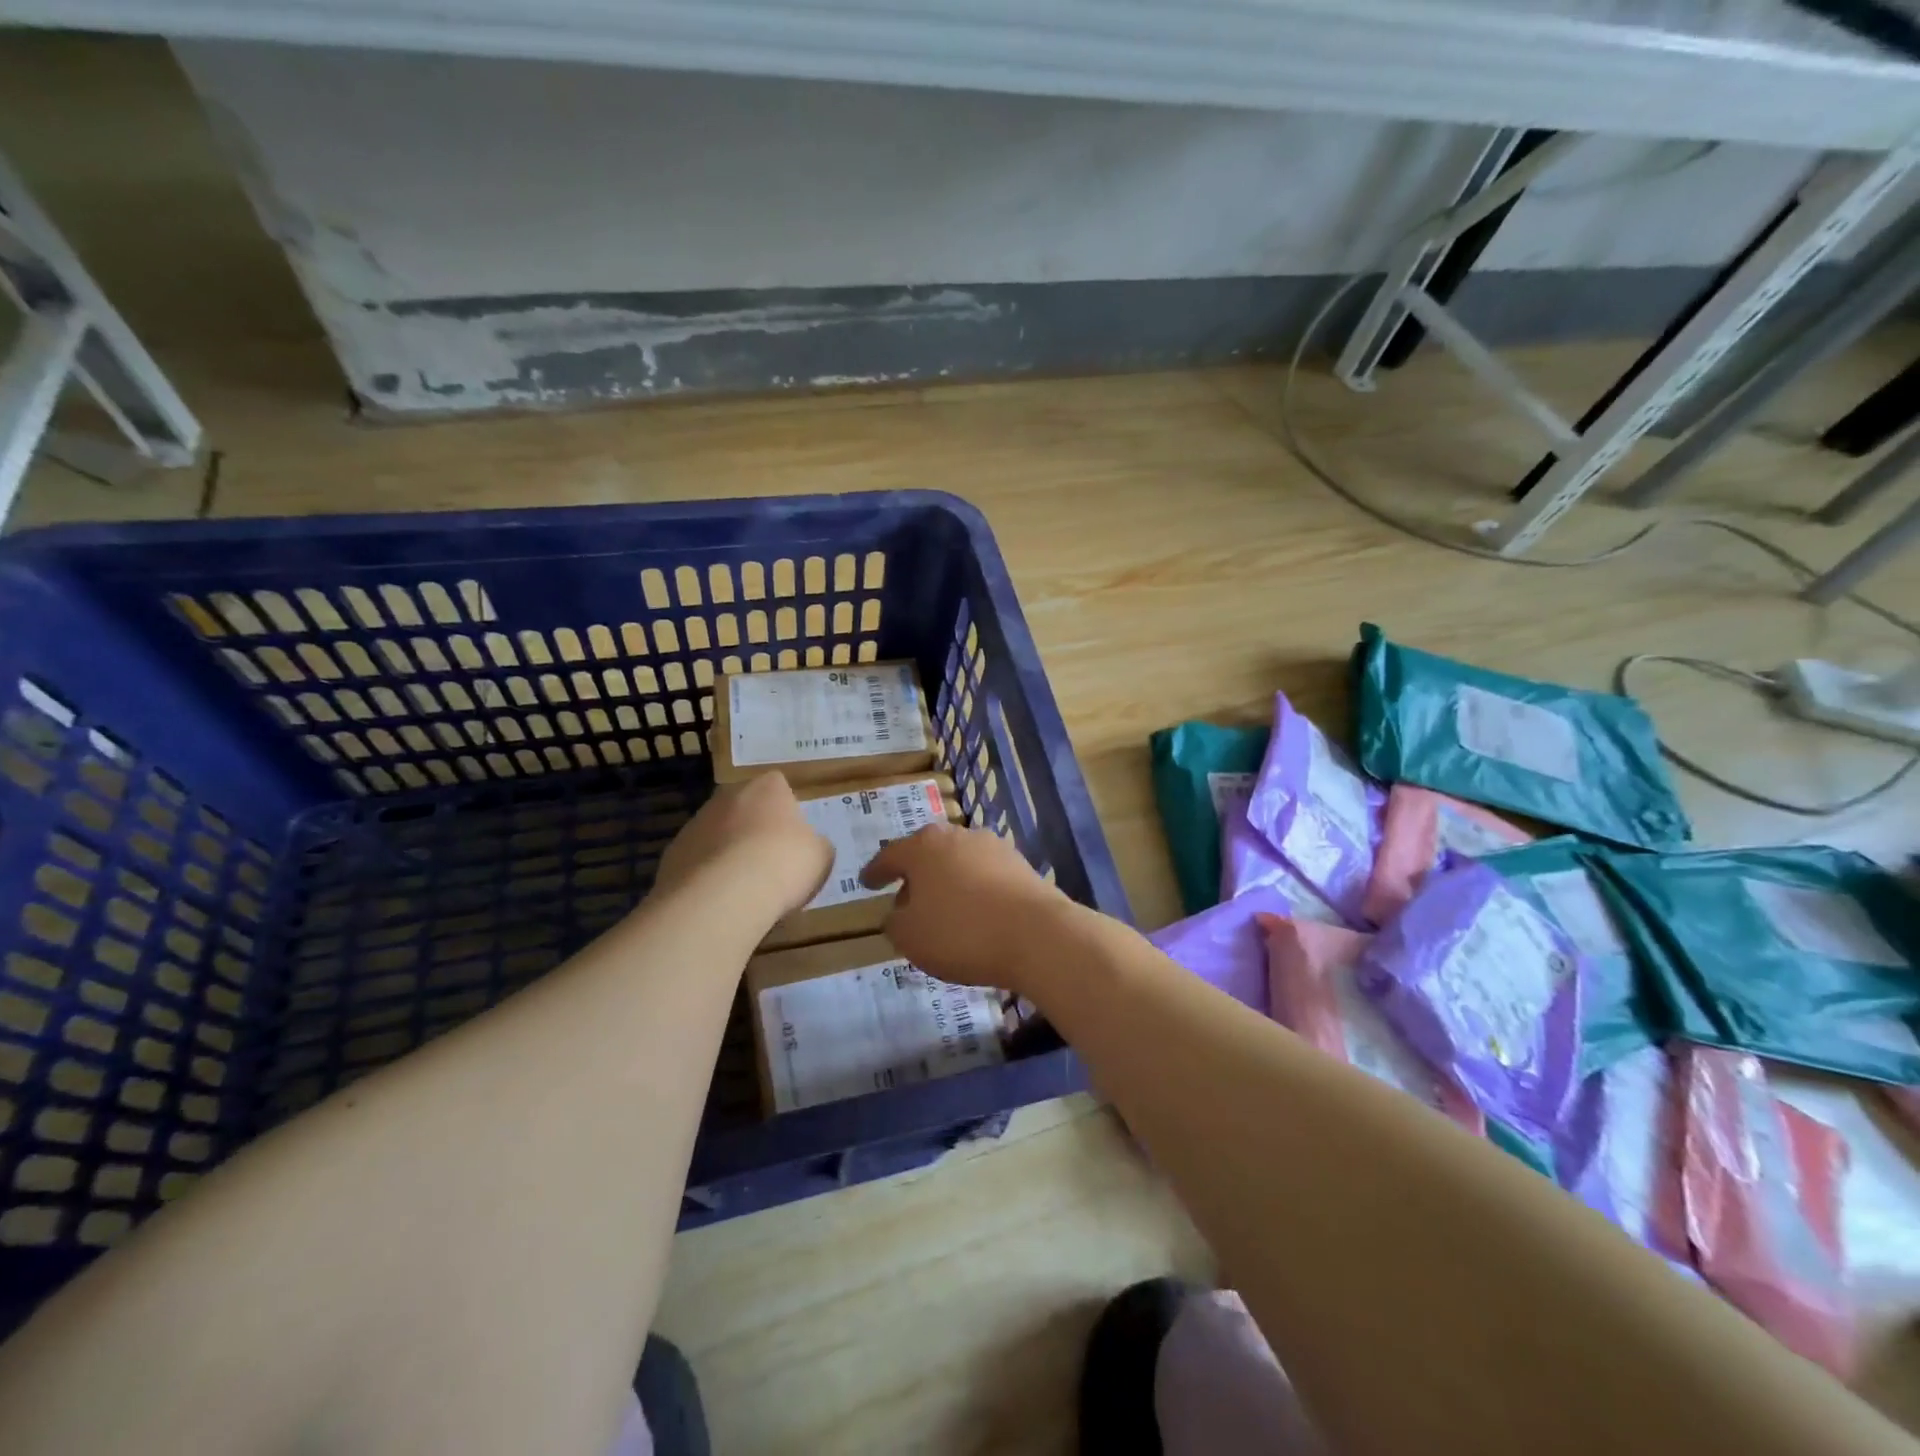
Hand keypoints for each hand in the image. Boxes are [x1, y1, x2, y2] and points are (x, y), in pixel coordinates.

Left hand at [654, 773, 831, 916]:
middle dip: (754, 829)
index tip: (793, 836)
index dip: (787, 810)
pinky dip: (708, 877)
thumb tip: (808, 847)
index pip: (779, 786)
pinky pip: (698, 862)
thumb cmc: (783, 864)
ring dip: (728, 852)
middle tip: (770, 861)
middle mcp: (728, 795)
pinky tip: (720, 900)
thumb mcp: (820, 855)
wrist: (724, 896)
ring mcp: (696, 823)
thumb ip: (814, 844)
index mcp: (768, 787)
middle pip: (745, 807)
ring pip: (718, 834)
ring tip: (744, 888)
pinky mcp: (673, 854)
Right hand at [860, 824, 1075, 994]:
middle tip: (905, 899)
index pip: (890, 856)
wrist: (1036, 935)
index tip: (867, 883)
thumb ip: (895, 922)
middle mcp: (957, 836)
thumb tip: (897, 913)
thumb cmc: (961, 933)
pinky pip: (985, 875)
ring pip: (958, 861)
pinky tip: (975, 913)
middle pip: (927, 853)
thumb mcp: (911, 937)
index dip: (875, 872)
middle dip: (914, 875)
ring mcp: (992, 847)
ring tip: (942, 910)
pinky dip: (974, 890)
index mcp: (923, 847)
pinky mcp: (1020, 864)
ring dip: (946, 881)